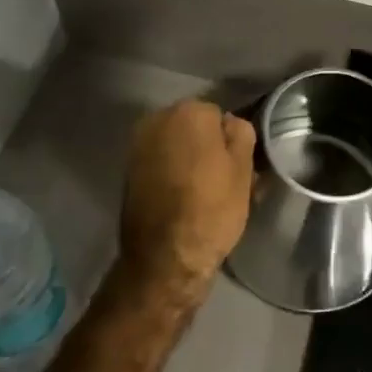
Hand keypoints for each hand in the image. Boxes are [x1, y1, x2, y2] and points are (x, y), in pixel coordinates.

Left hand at [119, 100, 256, 304]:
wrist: (164, 259)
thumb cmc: (211, 210)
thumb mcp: (243, 170)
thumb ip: (241, 134)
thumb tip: (229, 123)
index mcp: (189, 112)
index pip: (219, 116)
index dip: (230, 143)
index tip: (237, 168)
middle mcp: (157, 119)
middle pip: (194, 128)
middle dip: (207, 148)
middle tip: (223, 182)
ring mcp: (138, 145)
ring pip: (176, 146)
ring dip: (189, 161)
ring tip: (204, 195)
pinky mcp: (128, 171)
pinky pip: (160, 163)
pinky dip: (171, 175)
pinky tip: (182, 200)